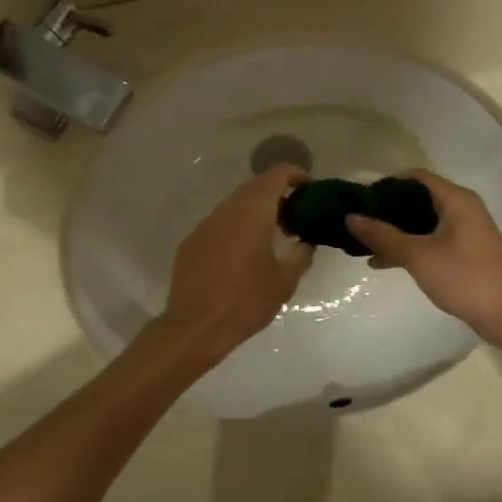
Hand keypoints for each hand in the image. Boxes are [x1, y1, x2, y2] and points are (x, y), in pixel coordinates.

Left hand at [160, 164, 312, 361]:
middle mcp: (227, 210)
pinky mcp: (192, 242)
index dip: (296, 174)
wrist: (195, 327)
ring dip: (257, 212)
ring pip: (236, 205)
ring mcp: (205, 224)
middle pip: (255, 187)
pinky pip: (220, 223)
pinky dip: (237, 227)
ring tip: (272, 238)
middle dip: (278, 196)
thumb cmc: (246, 301)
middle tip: (295, 219)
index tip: (310, 189)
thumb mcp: (285, 281)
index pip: (277, 174)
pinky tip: (244, 255)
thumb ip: (301, 254)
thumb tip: (306, 241)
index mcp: (253, 212)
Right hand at [346, 170, 501, 344]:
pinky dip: (409, 246)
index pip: (416, 177)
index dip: (387, 184)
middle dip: (387, 210)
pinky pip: (431, 240)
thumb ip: (383, 236)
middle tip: (359, 221)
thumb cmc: (464, 277)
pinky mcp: (465, 253)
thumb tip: (351, 217)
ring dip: (396, 231)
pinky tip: (384, 262)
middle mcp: (463, 209)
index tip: (361, 198)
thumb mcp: (418, 255)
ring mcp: (465, 232)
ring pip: (423, 223)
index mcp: (456, 200)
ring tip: (364, 243)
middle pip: (418, 199)